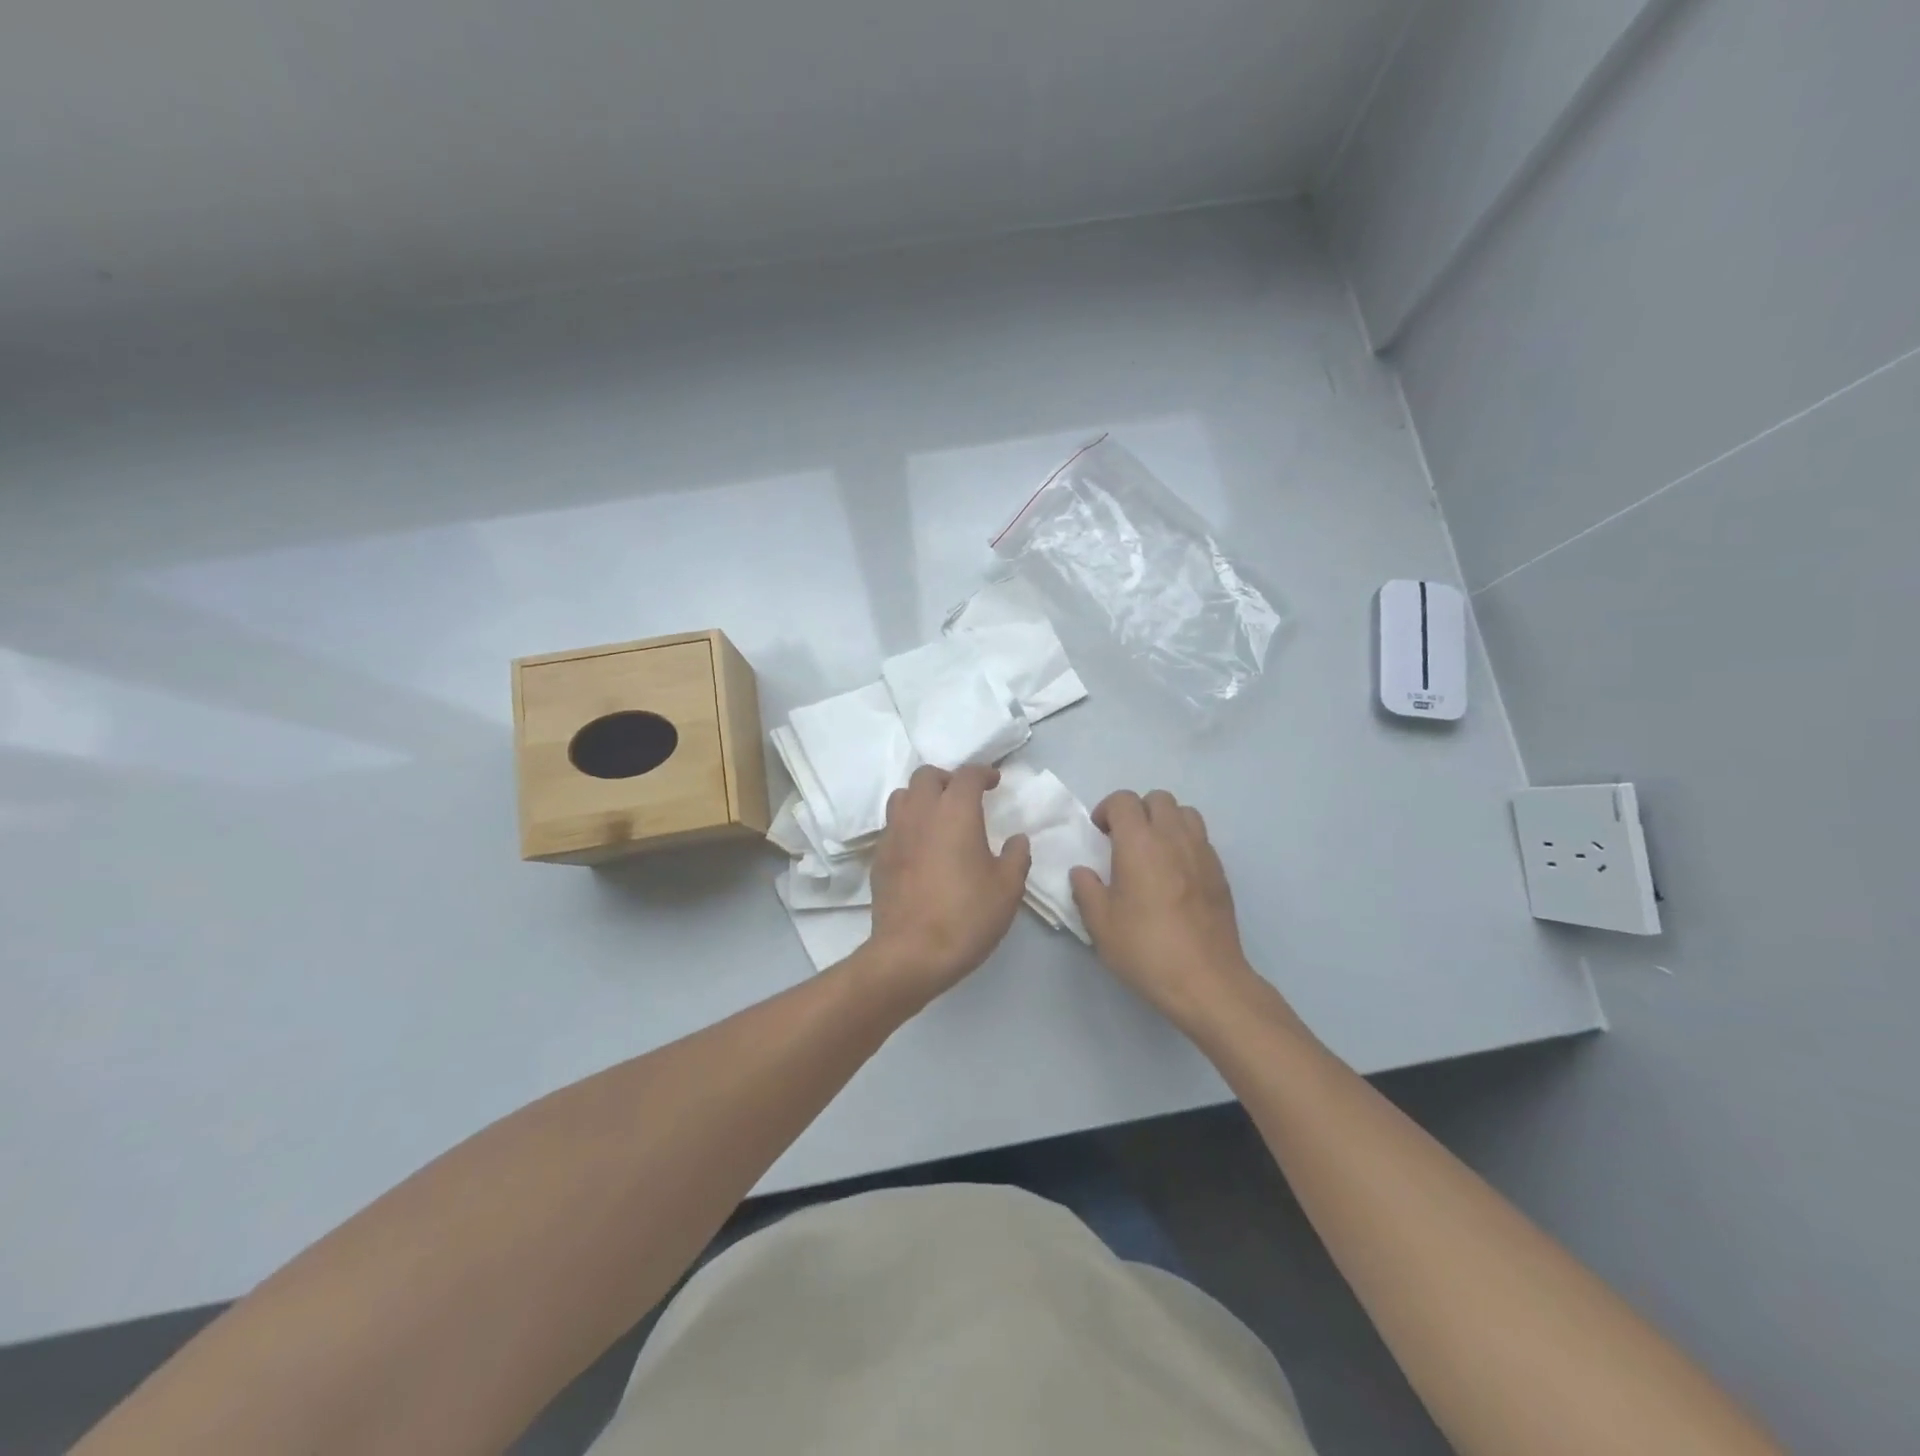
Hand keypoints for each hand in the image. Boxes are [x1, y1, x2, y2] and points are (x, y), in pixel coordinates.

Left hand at [864, 765, 1031, 1008]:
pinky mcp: (879, 856)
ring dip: (922, 797)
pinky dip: (908, 824)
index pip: (968, 775)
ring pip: (903, 796)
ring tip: (938, 817)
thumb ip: (1016, 856)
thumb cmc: (966, 915)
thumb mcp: (1007, 888)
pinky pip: (892, 825)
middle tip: (964, 797)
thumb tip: (1017, 839)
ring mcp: (894, 833)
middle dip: (948, 779)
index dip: (983, 773)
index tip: (995, 781)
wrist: (911, 953)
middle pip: (927, 776)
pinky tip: (921, 847)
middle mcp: (920, 812)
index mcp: (955, 811)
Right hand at [1070, 790, 1263, 1031]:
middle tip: (1124, 841)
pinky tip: (1175, 875)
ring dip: (1165, 822)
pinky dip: (1185, 843)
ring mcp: (1202, 852)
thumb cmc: (1146, 949)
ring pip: (1185, 813)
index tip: (1099, 835)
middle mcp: (1173, 837)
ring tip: (1153, 852)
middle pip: (1158, 798)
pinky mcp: (1220, 872)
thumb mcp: (1100, 924)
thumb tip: (1083, 872)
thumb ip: (1086, 889)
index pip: (1123, 801)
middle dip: (1137, 811)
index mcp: (1139, 843)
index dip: (1107, 810)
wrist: (1206, 980)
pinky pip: (1201, 839)